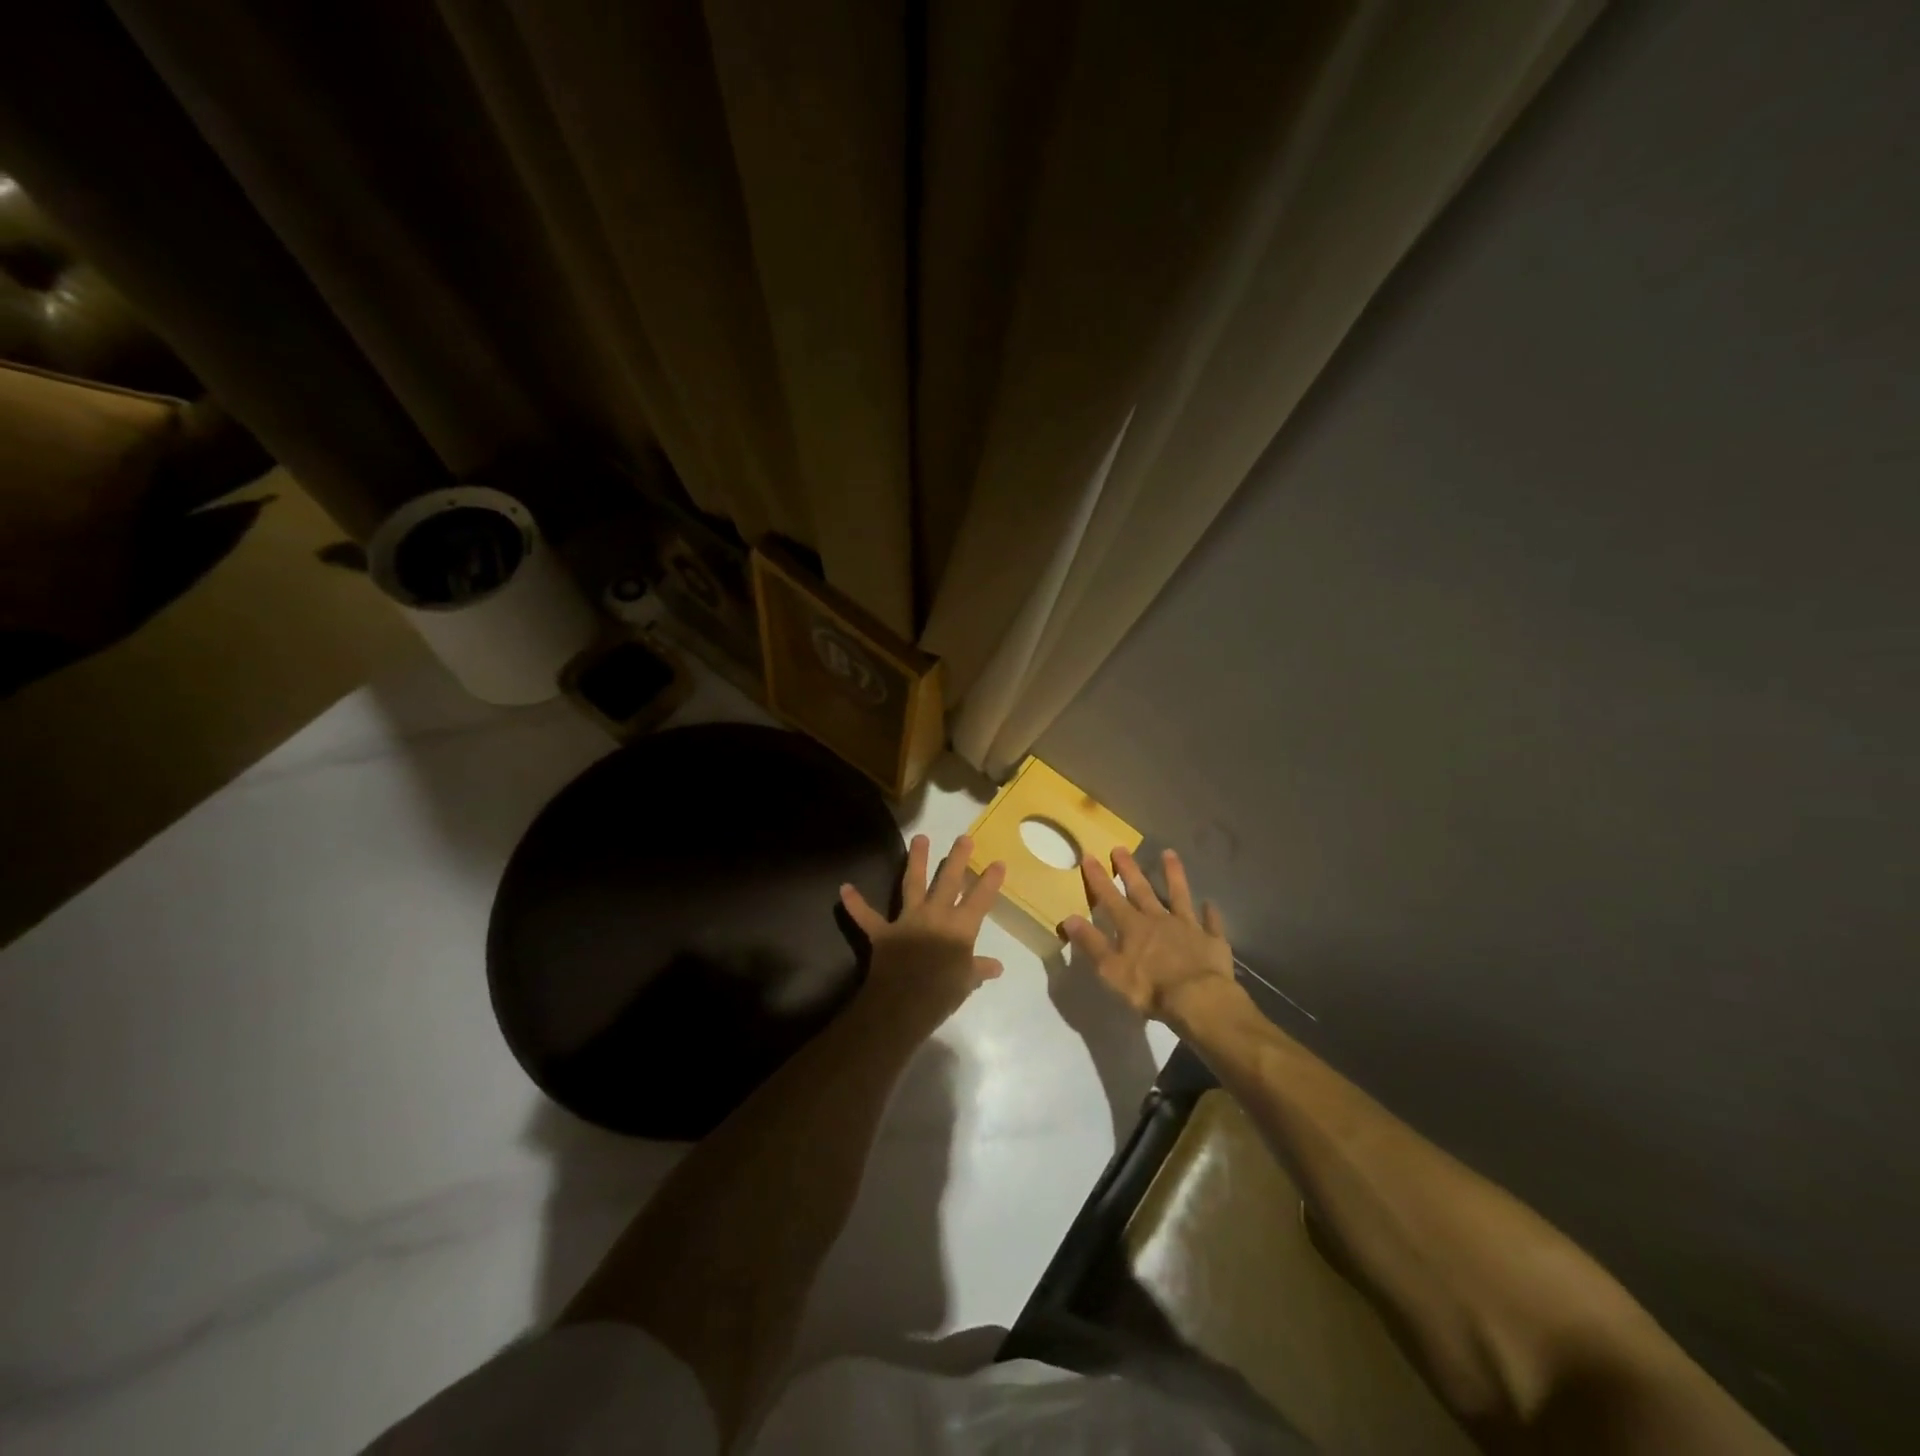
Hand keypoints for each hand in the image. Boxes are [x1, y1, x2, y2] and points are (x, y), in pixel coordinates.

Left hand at [840, 834, 1005, 1022]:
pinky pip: (867, 917)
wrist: (903, 1003)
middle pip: (949, 881)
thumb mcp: (966, 982)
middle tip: (963, 837)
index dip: (990, 881)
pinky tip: (844, 888)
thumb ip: (979, 969)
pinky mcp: (883, 932)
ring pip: (912, 883)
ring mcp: (908, 920)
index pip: (981, 899)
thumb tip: (996, 967)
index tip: (998, 862)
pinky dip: (855, 904)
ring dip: (916, 860)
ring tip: (919, 837)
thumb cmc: (942, 993)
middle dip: (957, 858)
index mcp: (960, 928)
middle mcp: (936, 915)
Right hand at [1061, 846, 1236, 1026]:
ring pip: (1179, 895)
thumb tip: (1069, 918)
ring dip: (1174, 875)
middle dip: (1129, 869)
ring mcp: (1188, 927)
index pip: (1110, 898)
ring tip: (1169, 853)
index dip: (1098, 878)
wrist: (1198, 999)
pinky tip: (1210, 904)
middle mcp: (1159, 920)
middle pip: (1142, 890)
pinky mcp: (1212, 941)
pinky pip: (1211, 922)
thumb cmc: (1150, 988)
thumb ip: (1091, 943)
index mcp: (1133, 927)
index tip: (1089, 856)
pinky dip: (1210, 913)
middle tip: (1120, 847)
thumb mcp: (1111, 970)